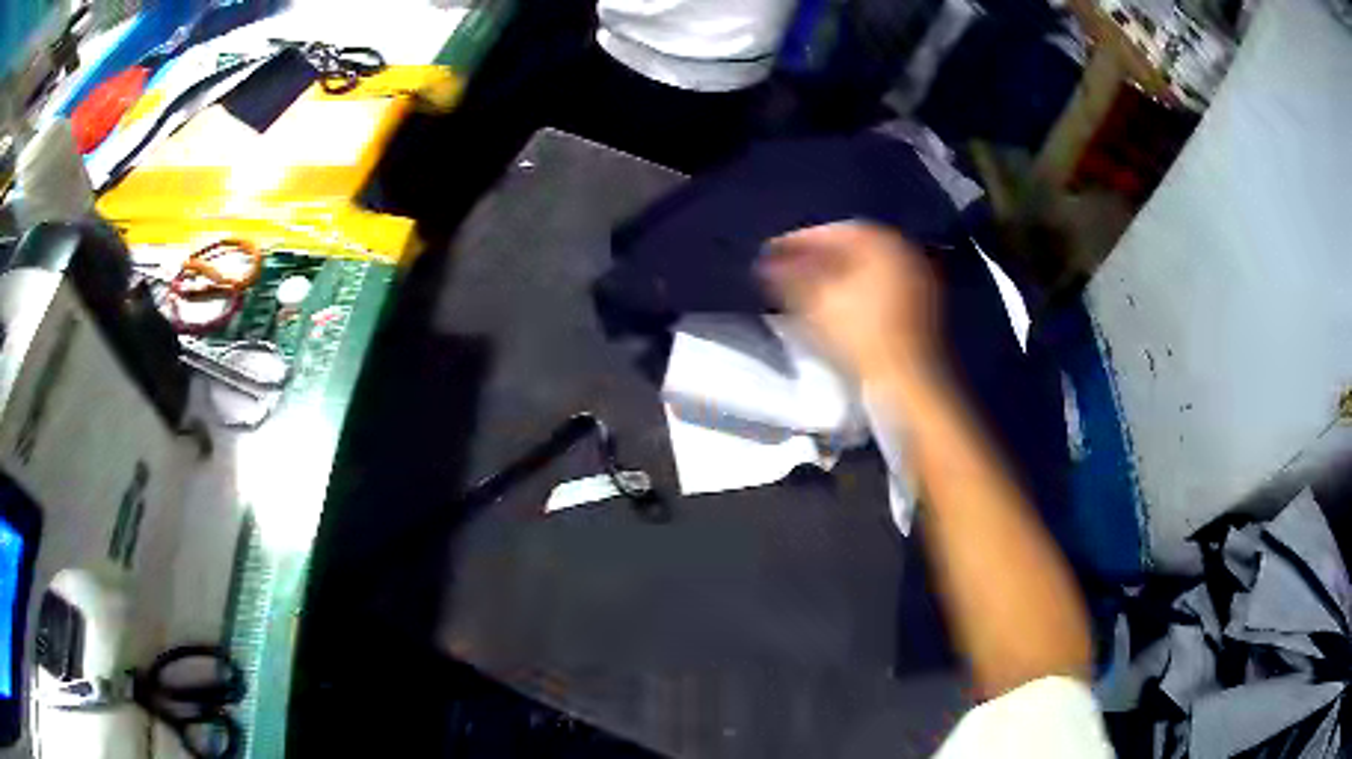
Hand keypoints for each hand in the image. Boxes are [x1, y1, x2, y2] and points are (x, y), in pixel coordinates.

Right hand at [760, 222, 943, 389]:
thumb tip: (767, 263)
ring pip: (865, 271)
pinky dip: (853, 293)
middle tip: (784, 271)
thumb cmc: (861, 336)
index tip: (770, 253)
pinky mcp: (920, 312)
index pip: (834, 231)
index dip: (798, 241)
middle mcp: (905, 253)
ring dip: (833, 277)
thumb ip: (788, 276)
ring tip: (802, 292)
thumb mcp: (815, 301)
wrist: (909, 384)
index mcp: (883, 242)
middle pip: (851, 249)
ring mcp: (918, 283)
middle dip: (815, 258)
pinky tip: (832, 309)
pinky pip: (878, 290)